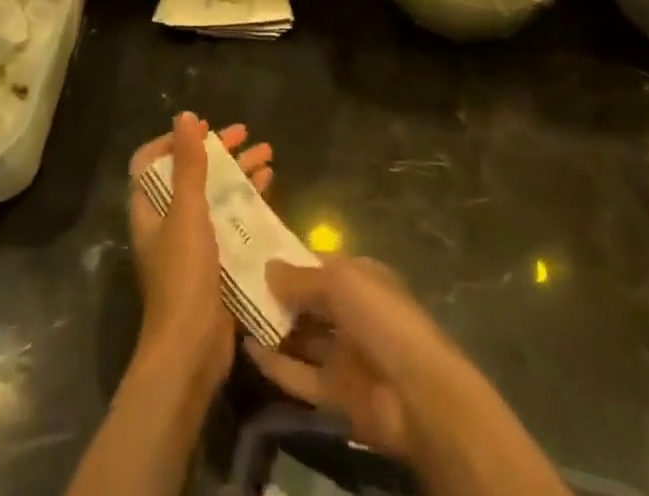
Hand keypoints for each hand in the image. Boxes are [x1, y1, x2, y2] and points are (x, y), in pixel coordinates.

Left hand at [127, 112, 273, 390]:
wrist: (191, 350)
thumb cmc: (183, 274)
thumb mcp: (187, 212)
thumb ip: (187, 164)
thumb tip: (184, 116)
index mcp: (149, 209)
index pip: (151, 162)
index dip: (173, 141)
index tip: (202, 129)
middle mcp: (167, 221)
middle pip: (190, 173)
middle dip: (217, 151)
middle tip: (245, 133)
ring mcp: (191, 243)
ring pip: (215, 194)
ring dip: (238, 171)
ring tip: (268, 152)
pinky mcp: (215, 261)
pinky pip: (230, 219)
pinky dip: (247, 199)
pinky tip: (269, 185)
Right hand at [247, 257, 568, 495]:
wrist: (417, 395)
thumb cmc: (382, 318)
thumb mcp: (340, 281)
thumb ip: (301, 278)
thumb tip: (267, 267)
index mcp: (359, 277)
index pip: (316, 263)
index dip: (286, 259)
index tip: (249, 253)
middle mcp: (351, 312)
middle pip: (307, 301)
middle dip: (275, 294)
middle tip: (232, 284)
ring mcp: (344, 354)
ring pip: (301, 337)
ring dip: (272, 328)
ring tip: (231, 314)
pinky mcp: (336, 394)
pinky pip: (300, 375)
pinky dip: (276, 364)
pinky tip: (247, 350)